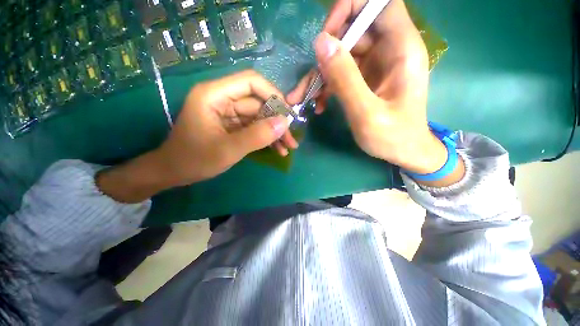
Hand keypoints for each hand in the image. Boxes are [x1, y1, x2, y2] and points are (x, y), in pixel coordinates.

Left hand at [156, 70, 297, 185]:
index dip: (273, 95)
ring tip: (288, 147)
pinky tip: (278, 149)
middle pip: (259, 103)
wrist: (175, 172)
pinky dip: (267, 138)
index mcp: (215, 95)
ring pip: (260, 117)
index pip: (251, 82)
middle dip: (277, 121)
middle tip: (291, 139)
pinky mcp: (233, 126)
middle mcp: (223, 99)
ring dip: (275, 132)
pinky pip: (255, 127)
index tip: (288, 114)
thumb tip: (285, 123)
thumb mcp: (228, 150)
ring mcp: (229, 113)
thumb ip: (257, 136)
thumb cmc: (194, 160)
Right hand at [287, 0, 449, 176]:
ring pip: (342, 55)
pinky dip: (327, 87)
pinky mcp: (365, 80)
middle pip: (354, 31)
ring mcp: (375, 66)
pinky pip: (342, 73)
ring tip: (304, 98)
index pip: (379, 4)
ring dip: (321, 75)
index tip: (328, 34)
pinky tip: (319, 105)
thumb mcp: (366, 112)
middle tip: (309, 81)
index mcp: (401, 49)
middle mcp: (389, 51)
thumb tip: (321, 43)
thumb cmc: (393, 136)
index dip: (351, 7)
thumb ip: (345, 78)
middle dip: (327, 52)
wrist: (404, 152)